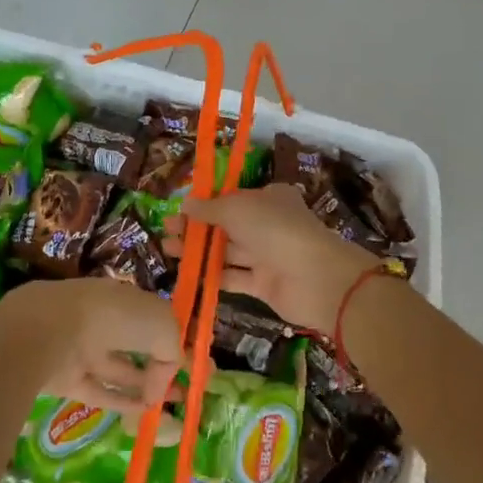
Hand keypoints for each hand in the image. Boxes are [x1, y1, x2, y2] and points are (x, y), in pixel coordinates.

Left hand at [0, 278, 183, 413]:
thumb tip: (161, 384)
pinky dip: (120, 402)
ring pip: (119, 369)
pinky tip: (142, 413)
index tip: (191, 363)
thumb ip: (172, 353)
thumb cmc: (114, 317)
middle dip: (159, 366)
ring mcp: (84, 348)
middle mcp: (105, 320)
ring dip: (144, 386)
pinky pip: (99, 391)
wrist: (51, 330)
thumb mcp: (162, 326)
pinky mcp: (67, 377)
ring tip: (168, 407)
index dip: (172, 339)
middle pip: (136, 345)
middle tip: (182, 390)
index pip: (153, 318)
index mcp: (125, 298)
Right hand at [166, 185, 376, 336]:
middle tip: (166, 232)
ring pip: (227, 251)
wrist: (316, 278)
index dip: (204, 204)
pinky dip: (211, 276)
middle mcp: (268, 224)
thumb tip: (185, 204)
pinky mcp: (263, 284)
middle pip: (226, 225)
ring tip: (169, 251)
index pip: (231, 198)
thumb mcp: (237, 208)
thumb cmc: (275, 229)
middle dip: (196, 228)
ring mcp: (266, 255)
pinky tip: (187, 275)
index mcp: (268, 198)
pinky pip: (233, 277)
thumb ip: (210, 208)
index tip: (178, 210)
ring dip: (199, 251)